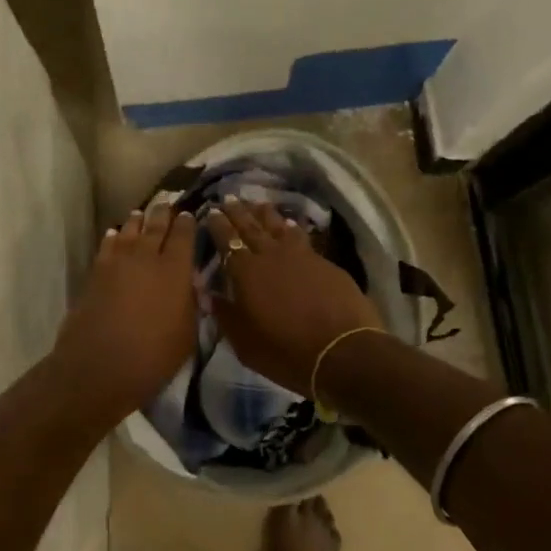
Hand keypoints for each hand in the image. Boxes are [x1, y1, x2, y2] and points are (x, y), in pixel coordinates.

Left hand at [53, 202, 199, 420]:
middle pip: (156, 226)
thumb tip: (191, 283)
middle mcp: (148, 257)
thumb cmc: (153, 356)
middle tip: (167, 203)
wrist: (100, 366)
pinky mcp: (97, 271)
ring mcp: (119, 261)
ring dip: (138, 220)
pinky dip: (113, 237)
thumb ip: (192, 304)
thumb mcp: (187, 335)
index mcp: (176, 270)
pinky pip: (108, 245)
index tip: (190, 214)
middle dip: (163, 213)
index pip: (184, 236)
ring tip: (142, 213)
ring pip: (130, 230)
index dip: (188, 223)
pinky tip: (114, 234)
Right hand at [205, 198, 382, 395]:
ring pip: (278, 226)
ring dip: (266, 214)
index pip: (227, 241)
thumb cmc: (285, 351)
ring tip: (258, 204)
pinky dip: (292, 229)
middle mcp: (270, 256)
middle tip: (228, 197)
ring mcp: (301, 256)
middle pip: (251, 227)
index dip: (218, 225)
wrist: (342, 352)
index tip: (211, 211)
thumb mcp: (244, 342)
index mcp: (246, 273)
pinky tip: (291, 226)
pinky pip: (302, 237)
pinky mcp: (324, 262)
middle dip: (238, 212)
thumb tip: (207, 294)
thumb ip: (225, 314)